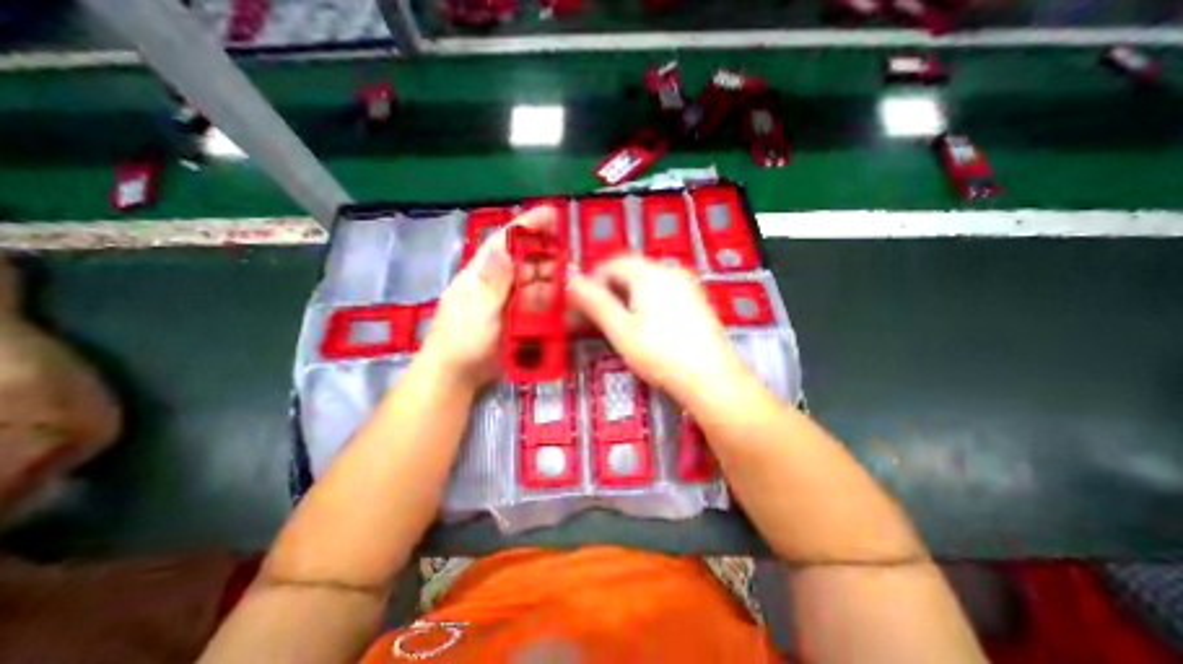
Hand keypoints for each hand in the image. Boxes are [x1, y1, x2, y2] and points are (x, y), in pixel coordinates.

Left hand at [421, 205, 559, 387]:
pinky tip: (565, 305)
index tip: (551, 214)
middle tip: (573, 266)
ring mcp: (508, 301)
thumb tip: (504, 249)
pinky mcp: (517, 318)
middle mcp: (497, 282)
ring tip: (574, 286)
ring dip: (554, 282)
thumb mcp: (476, 312)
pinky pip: (537, 304)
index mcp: (481, 273)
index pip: (505, 242)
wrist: (457, 376)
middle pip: (526, 262)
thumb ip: (492, 284)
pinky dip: (551, 302)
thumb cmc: (460, 342)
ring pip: (535, 283)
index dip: (527, 226)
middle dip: (549, 259)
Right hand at [569, 257, 741, 401]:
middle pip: (629, 272)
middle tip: (596, 317)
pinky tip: (645, 326)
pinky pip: (662, 293)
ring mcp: (686, 285)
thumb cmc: (660, 354)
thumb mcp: (620, 329)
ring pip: (645, 283)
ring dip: (625, 298)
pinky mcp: (695, 301)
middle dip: (608, 291)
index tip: (581, 304)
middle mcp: (670, 271)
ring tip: (618, 324)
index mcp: (649, 273)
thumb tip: (570, 281)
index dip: (592, 281)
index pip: (612, 264)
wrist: (710, 378)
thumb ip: (594, 302)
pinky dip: (645, 303)